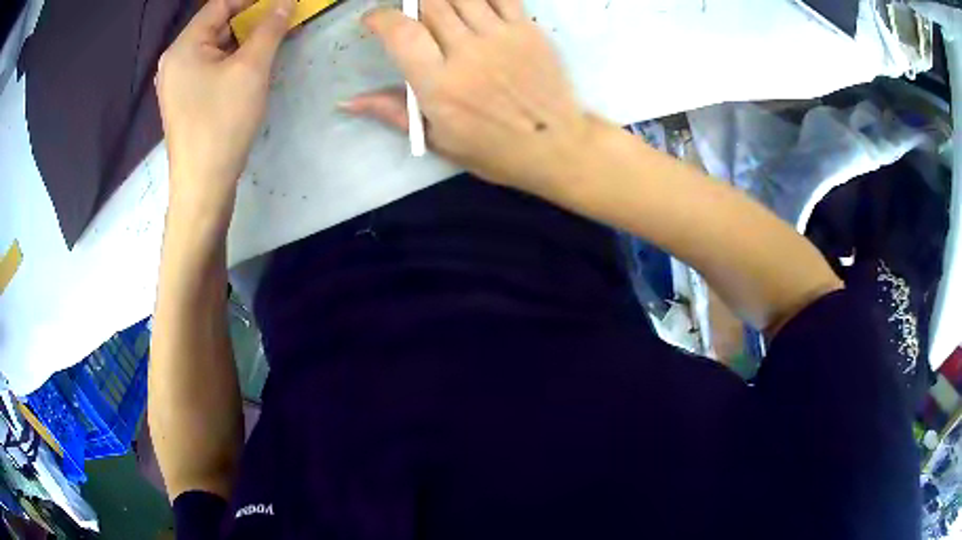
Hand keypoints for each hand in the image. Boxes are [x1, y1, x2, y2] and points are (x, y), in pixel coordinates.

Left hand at [157, 0, 293, 225]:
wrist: (203, 186)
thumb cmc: (222, 123)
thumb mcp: (251, 69)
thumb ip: (270, 29)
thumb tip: (285, 2)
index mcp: (183, 47)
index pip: (219, 5)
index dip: (251, 0)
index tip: (280, 2)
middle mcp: (175, 61)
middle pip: (216, 25)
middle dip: (250, 20)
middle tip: (281, 21)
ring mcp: (178, 83)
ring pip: (215, 48)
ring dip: (243, 41)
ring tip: (271, 43)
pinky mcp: (185, 101)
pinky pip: (210, 68)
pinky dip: (232, 61)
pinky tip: (251, 68)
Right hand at [343, 0, 593, 197]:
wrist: (557, 146)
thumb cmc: (494, 150)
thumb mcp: (437, 139)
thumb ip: (393, 111)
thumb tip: (348, 101)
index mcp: (440, 85)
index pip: (401, 32)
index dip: (380, 18)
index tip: (373, 20)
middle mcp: (468, 53)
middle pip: (430, 4)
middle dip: (411, 4)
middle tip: (410, 16)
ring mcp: (501, 37)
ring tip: (438, 11)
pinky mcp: (528, 29)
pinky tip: (471, 4)